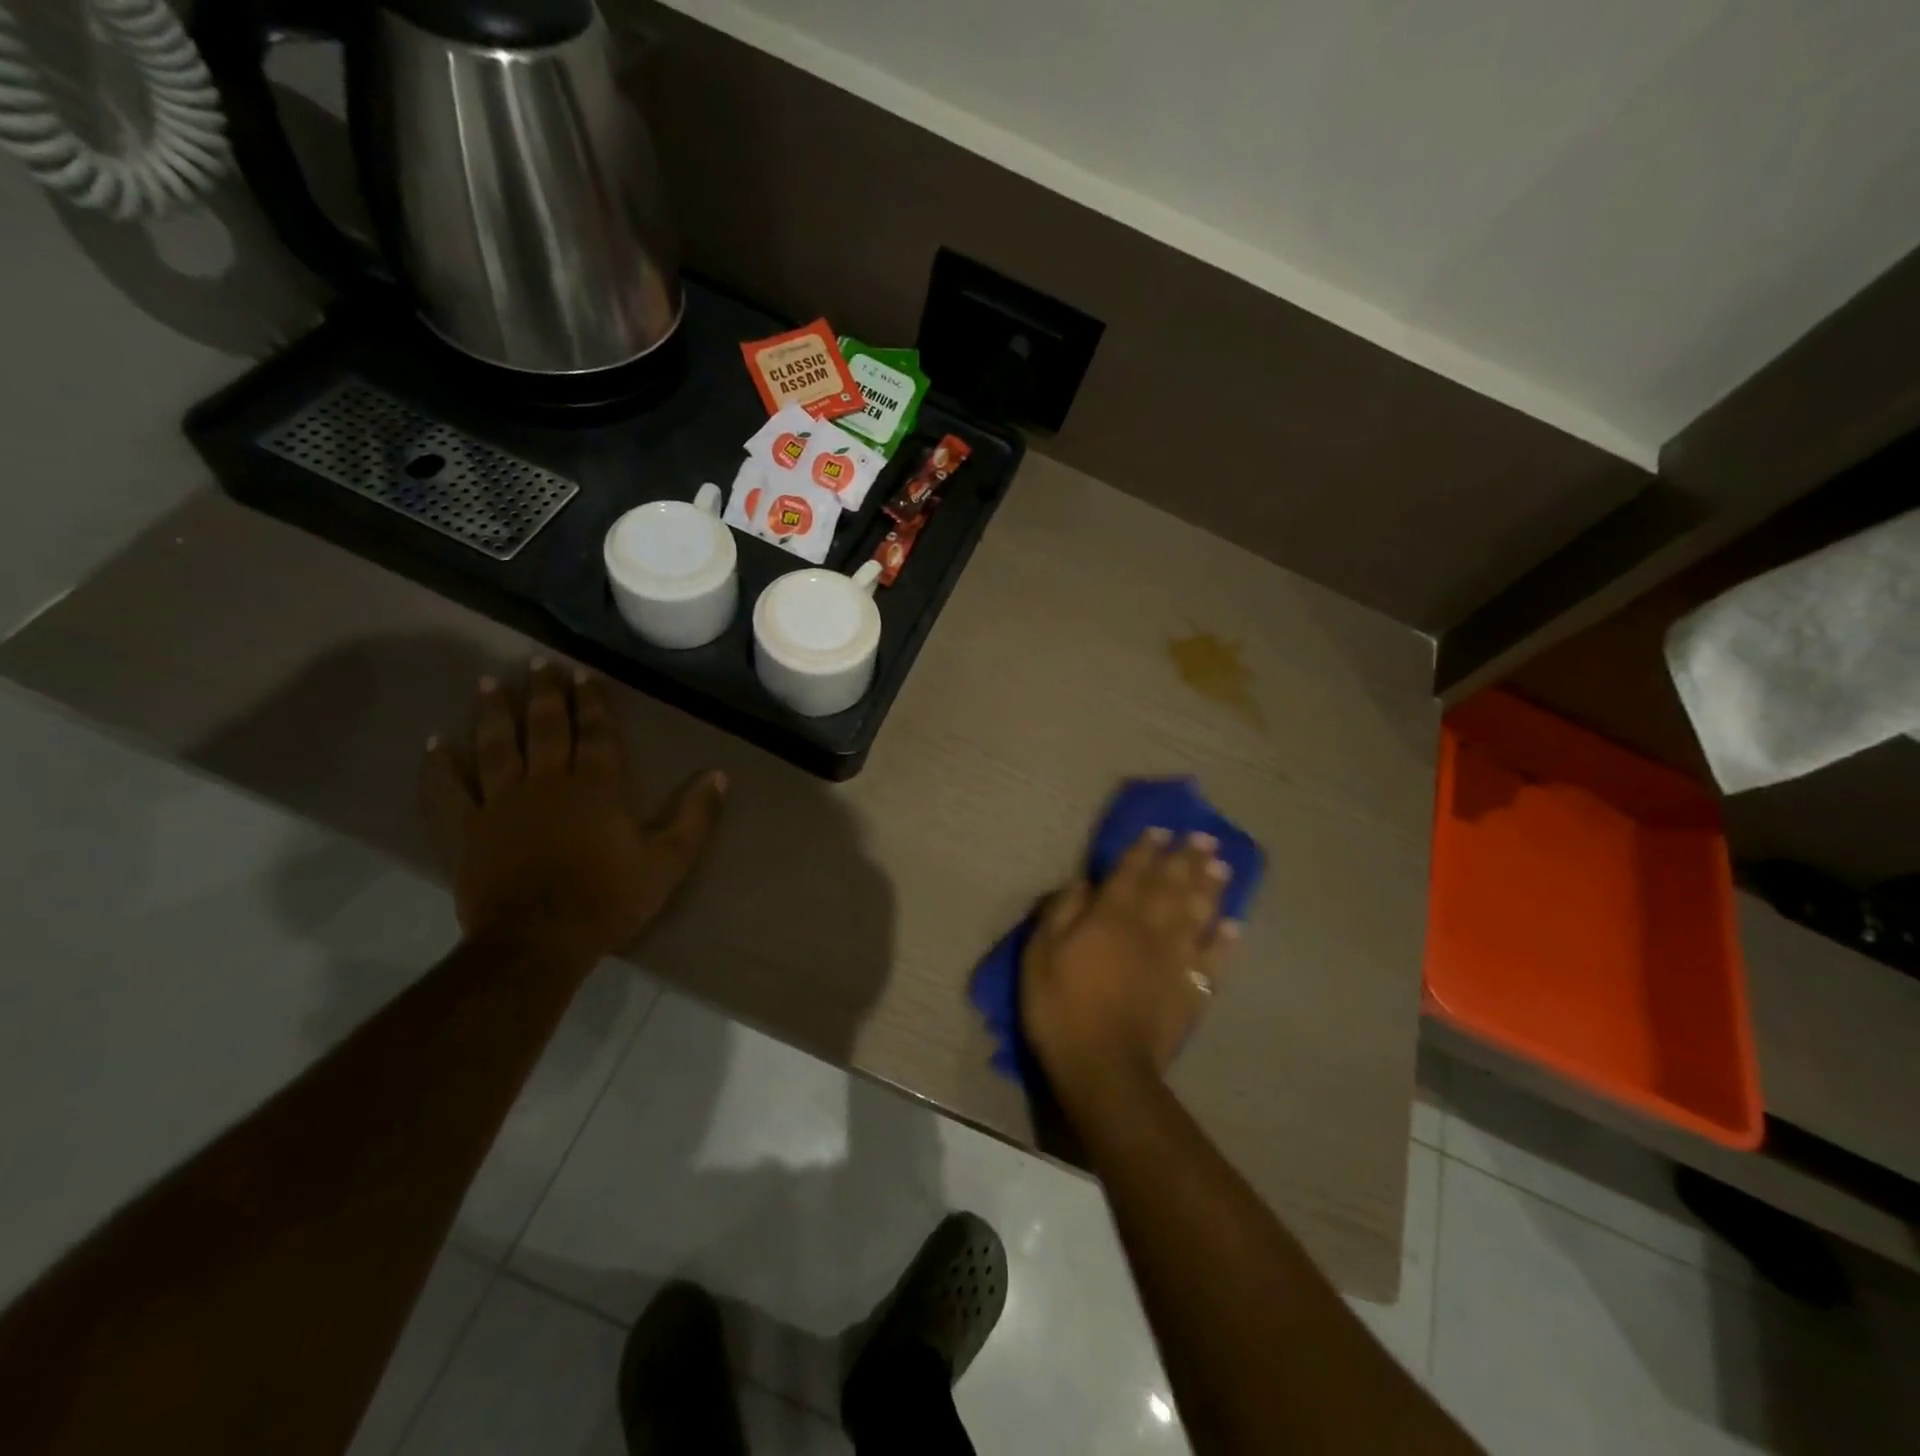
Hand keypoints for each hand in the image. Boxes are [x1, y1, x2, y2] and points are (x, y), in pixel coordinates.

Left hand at [420, 661, 726, 965]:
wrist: (540, 940)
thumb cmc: (611, 898)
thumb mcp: (669, 860)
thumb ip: (695, 816)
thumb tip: (719, 775)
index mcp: (598, 786)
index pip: (596, 732)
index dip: (591, 701)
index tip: (583, 674)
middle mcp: (549, 781)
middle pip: (545, 727)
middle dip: (544, 693)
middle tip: (538, 664)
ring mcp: (503, 803)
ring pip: (496, 746)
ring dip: (493, 713)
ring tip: (489, 683)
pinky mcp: (468, 829)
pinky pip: (449, 790)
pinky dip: (440, 766)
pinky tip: (435, 743)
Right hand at [1020, 828, 1238, 1093]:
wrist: (1104, 1067)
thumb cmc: (1061, 1007)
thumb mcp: (1040, 953)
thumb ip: (1060, 912)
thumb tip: (1082, 883)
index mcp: (1111, 915)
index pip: (1131, 872)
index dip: (1145, 849)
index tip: (1161, 830)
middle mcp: (1149, 928)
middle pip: (1171, 886)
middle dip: (1187, 859)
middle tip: (1204, 837)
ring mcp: (1175, 959)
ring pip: (1198, 914)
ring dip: (1211, 888)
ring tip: (1223, 866)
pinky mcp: (1191, 990)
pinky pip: (1214, 960)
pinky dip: (1225, 941)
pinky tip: (1235, 926)